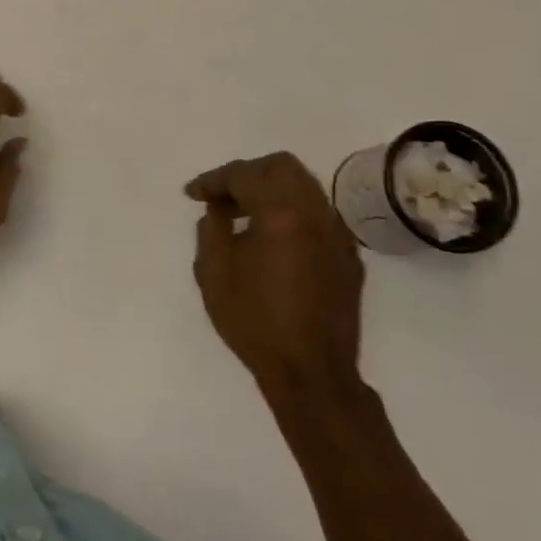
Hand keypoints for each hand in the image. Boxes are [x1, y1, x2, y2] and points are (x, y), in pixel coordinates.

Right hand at [186, 152, 366, 413]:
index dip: (213, 180)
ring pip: (305, 187)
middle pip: (282, 166)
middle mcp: (315, 214)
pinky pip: (317, 215)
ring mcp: (337, 235)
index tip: (192, 194)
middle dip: (247, 173)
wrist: (311, 374)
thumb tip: (219, 208)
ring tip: (243, 213)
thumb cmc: (254, 321)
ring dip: (271, 189)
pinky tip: (272, 238)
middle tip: (222, 195)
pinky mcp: (348, 256)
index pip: (244, 175)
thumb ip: (211, 227)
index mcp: (281, 213)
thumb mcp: (213, 272)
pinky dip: (291, 212)